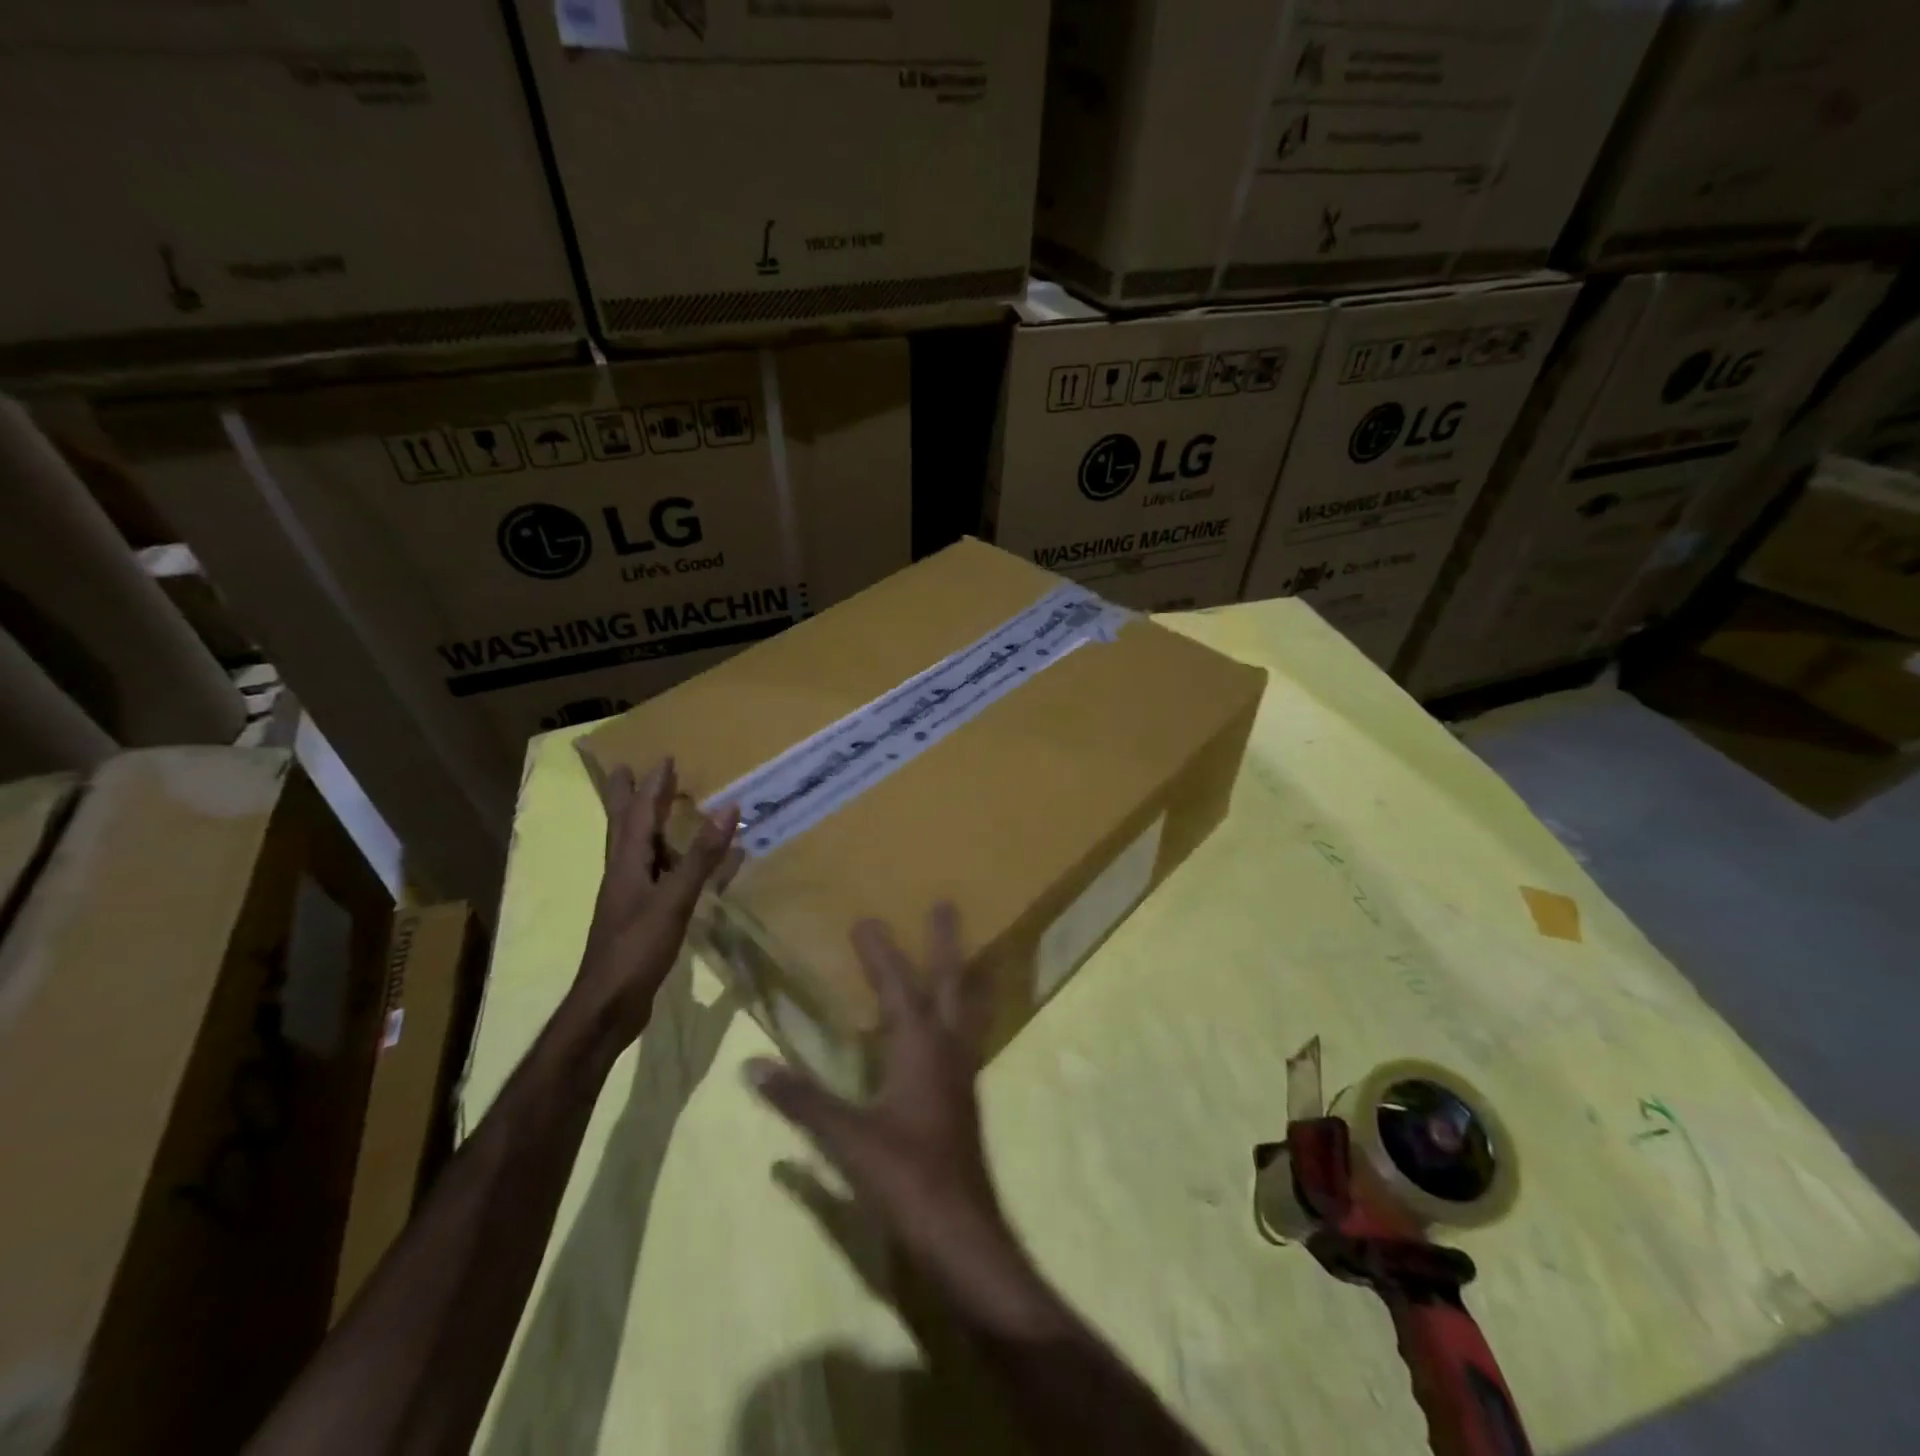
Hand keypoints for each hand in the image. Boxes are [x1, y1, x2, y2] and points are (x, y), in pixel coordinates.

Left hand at [572, 751, 738, 1046]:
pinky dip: (669, 862)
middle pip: (624, 827)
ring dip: (645, 826)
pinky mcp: (638, 919)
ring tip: (659, 810)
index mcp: (627, 865)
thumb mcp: (673, 900)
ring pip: (636, 851)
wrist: (608, 1006)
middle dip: (629, 798)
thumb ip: (700, 857)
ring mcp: (628, 899)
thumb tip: (728, 808)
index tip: (663, 759)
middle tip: (628, 771)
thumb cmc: (636, 949)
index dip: (651, 787)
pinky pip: (655, 877)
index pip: (638, 815)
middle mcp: (623, 875)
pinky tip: (682, 869)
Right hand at [747, 905, 1008, 1267]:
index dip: (879, 953)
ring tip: (967, 951)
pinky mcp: (964, 1095)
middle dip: (944, 943)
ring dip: (962, 974)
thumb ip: (801, 1101)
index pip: (896, 987)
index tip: (865, 919)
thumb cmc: (906, 1177)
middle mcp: (947, 1048)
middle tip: (945, 905)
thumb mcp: (847, 1138)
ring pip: (966, 1007)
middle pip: (950, 982)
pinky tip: (952, 1025)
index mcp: (919, 1048)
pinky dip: (962, 1013)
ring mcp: (961, 1071)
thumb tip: (753, 1066)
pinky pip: (966, 1036)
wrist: (961, 1230)